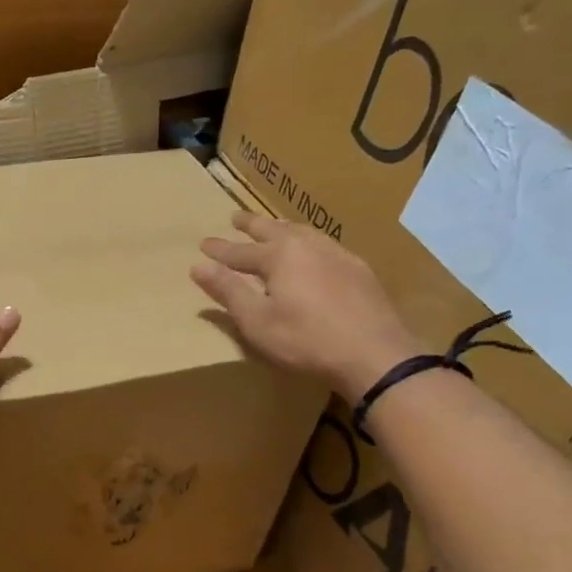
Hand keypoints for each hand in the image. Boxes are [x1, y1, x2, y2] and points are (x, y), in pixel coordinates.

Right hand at [193, 212, 419, 400]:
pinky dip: (308, 241)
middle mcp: (307, 245)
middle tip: (235, 218)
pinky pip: (325, 244)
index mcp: (279, 256)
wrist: (373, 353)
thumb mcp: (257, 320)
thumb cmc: (306, 340)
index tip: (203, 244)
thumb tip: (198, 266)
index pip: (240, 251)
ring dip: (282, 228)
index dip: (220, 250)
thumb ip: (228, 291)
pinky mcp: (358, 269)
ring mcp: (337, 254)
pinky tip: (312, 251)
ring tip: (273, 227)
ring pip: (302, 232)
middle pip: (273, 230)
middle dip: (251, 225)